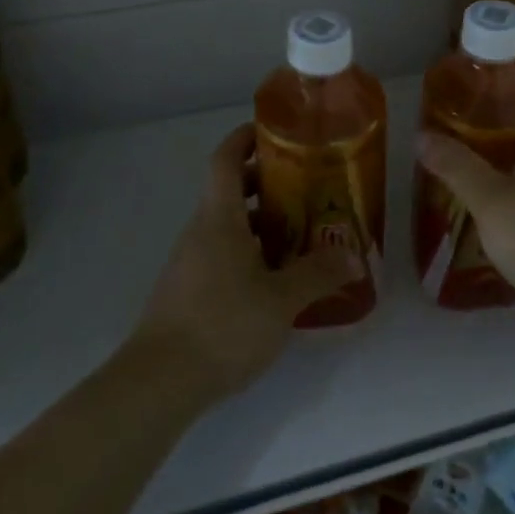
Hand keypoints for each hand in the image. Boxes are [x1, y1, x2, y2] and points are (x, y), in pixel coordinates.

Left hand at [129, 124, 359, 400]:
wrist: (159, 382)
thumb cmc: (223, 325)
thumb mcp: (281, 300)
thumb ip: (319, 274)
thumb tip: (355, 257)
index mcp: (219, 218)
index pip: (225, 159)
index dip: (245, 138)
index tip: (273, 131)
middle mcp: (200, 231)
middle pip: (229, 190)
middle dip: (265, 183)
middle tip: (306, 187)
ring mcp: (190, 261)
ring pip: (227, 225)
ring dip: (261, 222)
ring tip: (301, 234)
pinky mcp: (188, 290)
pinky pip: (222, 253)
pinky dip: (249, 251)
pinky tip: (275, 279)